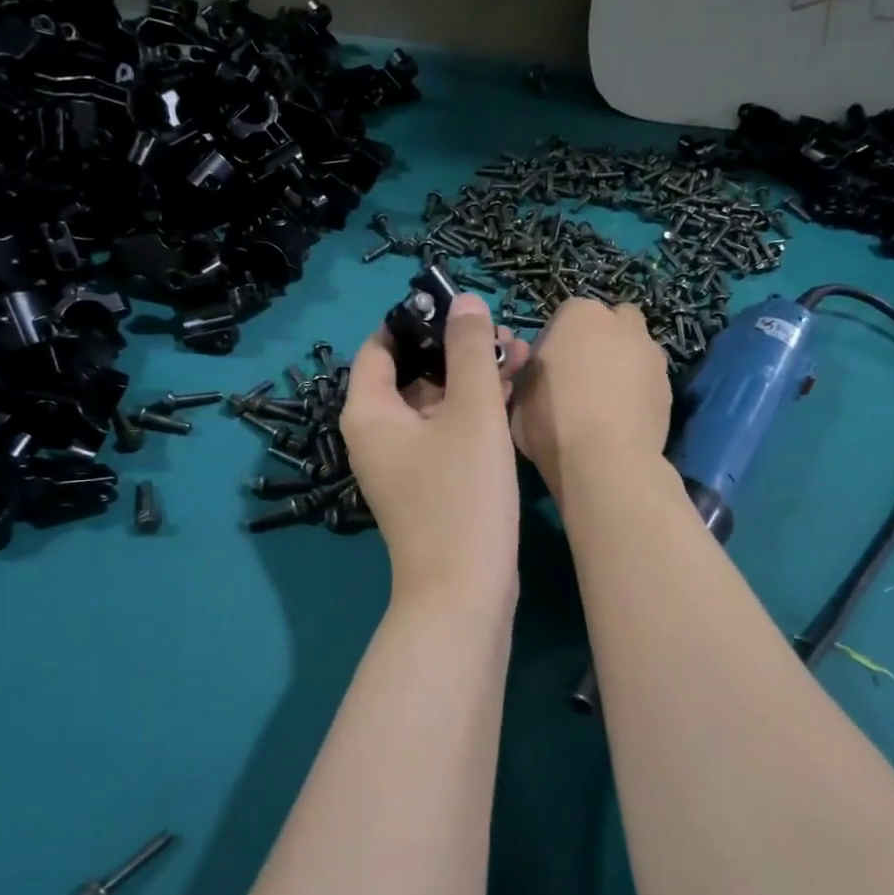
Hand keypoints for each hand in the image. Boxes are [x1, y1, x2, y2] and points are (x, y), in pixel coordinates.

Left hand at [342, 294, 530, 608]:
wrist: (464, 592)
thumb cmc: (462, 495)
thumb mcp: (471, 413)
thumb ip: (470, 350)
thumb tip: (466, 302)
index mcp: (370, 412)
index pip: (381, 346)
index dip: (417, 320)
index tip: (460, 306)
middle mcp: (378, 434)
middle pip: (413, 372)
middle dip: (458, 349)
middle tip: (507, 334)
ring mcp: (404, 462)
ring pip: (436, 402)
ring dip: (474, 378)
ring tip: (523, 356)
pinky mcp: (430, 483)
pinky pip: (448, 431)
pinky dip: (475, 411)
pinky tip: (515, 395)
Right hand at [510, 299, 670, 499]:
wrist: (605, 461)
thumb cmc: (551, 420)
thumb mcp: (518, 393)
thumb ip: (528, 371)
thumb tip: (536, 369)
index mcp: (579, 315)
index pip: (566, 316)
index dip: (556, 342)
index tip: (547, 370)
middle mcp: (622, 324)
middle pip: (611, 323)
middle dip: (600, 341)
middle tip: (581, 377)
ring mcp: (652, 354)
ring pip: (635, 350)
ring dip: (623, 365)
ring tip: (605, 403)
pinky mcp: (670, 387)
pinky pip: (648, 381)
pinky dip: (638, 393)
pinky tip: (623, 420)